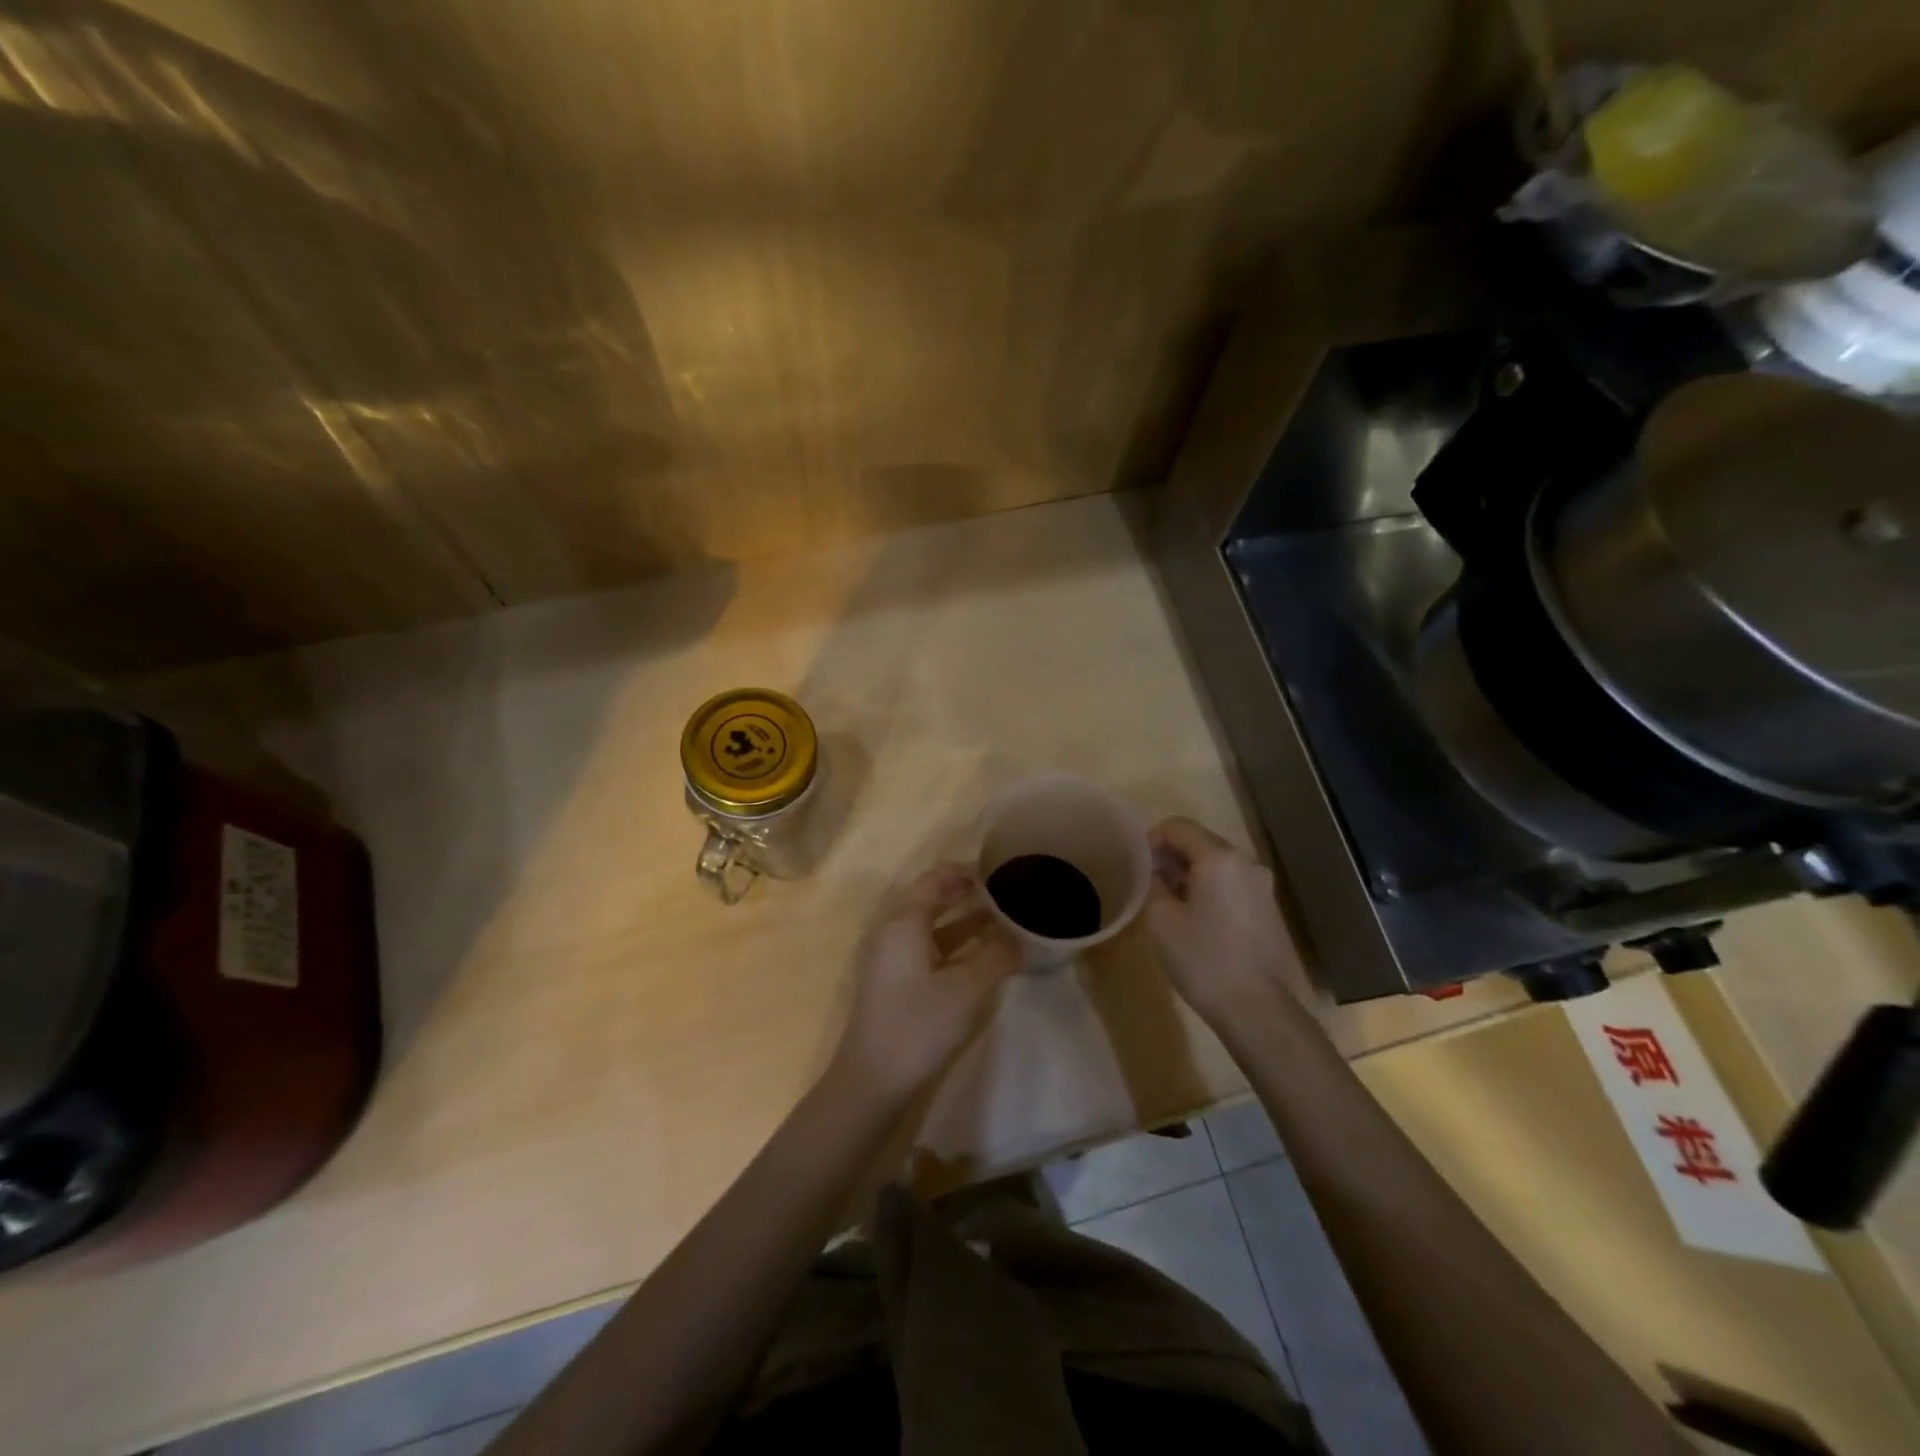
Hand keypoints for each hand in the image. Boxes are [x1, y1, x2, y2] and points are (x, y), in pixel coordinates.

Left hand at [833, 864, 1020, 1097]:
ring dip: (959, 920)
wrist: (872, 1079)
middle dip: (963, 894)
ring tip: (997, 921)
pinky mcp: (890, 982)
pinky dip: (950, 944)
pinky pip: (923, 947)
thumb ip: (997, 956)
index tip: (996, 872)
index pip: (934, 879)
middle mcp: (890, 930)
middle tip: (1000, 894)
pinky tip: (976, 957)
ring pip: (927, 926)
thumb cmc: (919, 1024)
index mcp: (903, 921)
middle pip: (928, 899)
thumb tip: (1020, 937)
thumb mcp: (967, 989)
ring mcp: (887, 958)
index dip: (964, 873)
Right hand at [1147, 817, 1314, 1025]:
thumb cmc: (1203, 959)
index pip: (1178, 827)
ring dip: (1191, 872)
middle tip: (1149, 880)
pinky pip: (1232, 882)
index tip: (1137, 862)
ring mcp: (1262, 885)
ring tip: (1170, 900)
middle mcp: (1245, 862)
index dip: (1152, 838)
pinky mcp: (1269, 907)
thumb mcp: (1162, 919)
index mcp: (1218, 858)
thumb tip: (1157, 870)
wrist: (1258, 1009)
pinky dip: (1210, 886)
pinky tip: (1197, 916)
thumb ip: (1155, 882)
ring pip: (1218, 862)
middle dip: (1172, 854)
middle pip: (1201, 841)